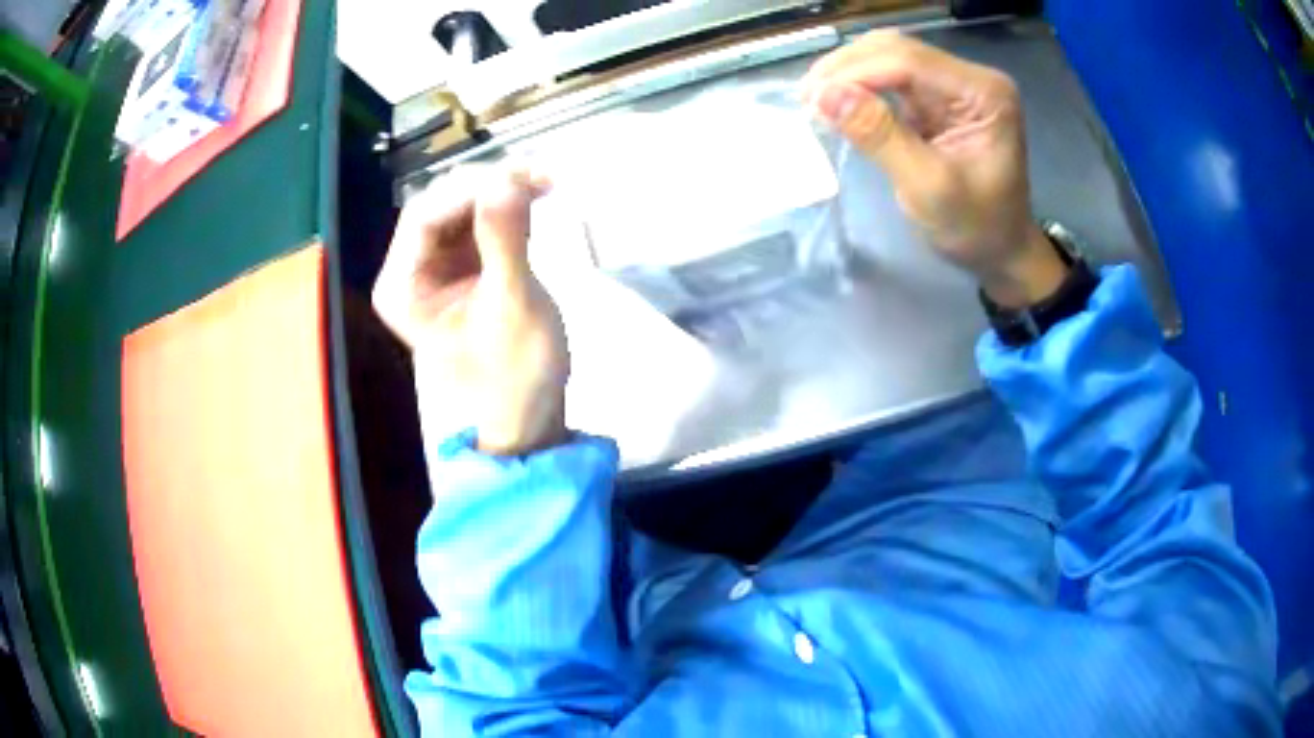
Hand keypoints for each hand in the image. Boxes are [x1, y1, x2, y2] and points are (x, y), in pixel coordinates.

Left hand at [372, 168, 568, 454]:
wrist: (527, 420)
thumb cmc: (515, 375)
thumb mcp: (512, 307)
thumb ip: (505, 239)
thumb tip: (507, 178)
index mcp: (403, 285)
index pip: (426, 214)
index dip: (473, 188)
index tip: (525, 176)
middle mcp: (409, 271)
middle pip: (442, 205)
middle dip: (490, 184)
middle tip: (543, 175)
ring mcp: (435, 268)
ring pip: (462, 208)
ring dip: (502, 191)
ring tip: (546, 181)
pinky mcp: (462, 270)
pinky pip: (479, 224)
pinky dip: (507, 208)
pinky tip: (535, 198)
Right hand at [801, 31, 1065, 306]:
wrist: (1001, 251)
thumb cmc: (976, 229)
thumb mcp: (929, 189)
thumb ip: (880, 136)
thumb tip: (825, 95)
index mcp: (984, 93)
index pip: (910, 61)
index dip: (857, 72)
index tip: (813, 99)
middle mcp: (971, 78)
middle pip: (896, 50)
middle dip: (848, 69)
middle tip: (808, 100)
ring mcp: (954, 85)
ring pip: (888, 57)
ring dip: (848, 74)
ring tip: (816, 102)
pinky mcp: (938, 97)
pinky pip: (890, 78)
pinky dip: (860, 87)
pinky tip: (838, 104)